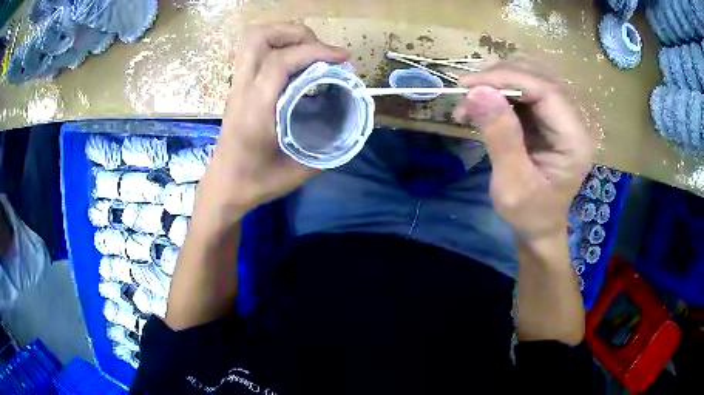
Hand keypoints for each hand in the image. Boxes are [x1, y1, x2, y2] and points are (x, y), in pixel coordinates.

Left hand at [202, 22, 349, 213]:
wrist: (224, 187)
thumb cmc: (256, 182)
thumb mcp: (298, 171)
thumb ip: (327, 147)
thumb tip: (350, 122)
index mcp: (255, 111)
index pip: (280, 62)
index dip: (315, 51)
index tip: (343, 59)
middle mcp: (242, 90)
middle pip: (259, 37)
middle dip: (296, 32)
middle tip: (321, 49)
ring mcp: (237, 86)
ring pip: (254, 39)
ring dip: (286, 35)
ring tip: (311, 50)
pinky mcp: (238, 87)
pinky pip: (256, 51)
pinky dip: (280, 46)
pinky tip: (298, 64)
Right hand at [454, 59, 593, 240]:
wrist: (539, 225)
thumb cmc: (529, 213)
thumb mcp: (512, 183)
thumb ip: (500, 136)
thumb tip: (477, 91)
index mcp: (574, 140)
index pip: (546, 91)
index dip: (508, 79)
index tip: (470, 85)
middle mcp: (574, 121)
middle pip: (539, 77)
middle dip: (500, 76)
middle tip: (466, 90)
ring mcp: (562, 116)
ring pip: (531, 76)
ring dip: (498, 80)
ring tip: (471, 98)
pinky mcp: (548, 116)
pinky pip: (524, 88)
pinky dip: (499, 90)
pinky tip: (481, 104)